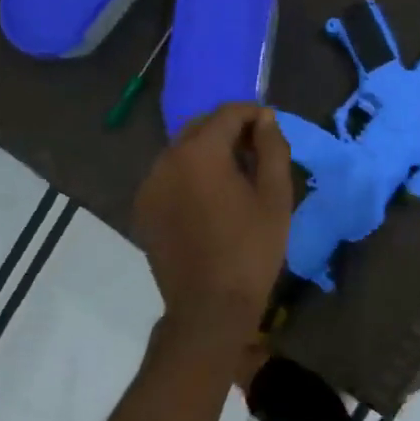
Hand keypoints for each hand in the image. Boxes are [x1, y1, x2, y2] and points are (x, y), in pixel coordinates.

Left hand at [133, 103, 292, 334]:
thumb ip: (272, 148)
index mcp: (200, 153)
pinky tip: (210, 200)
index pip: (227, 113)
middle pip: (200, 128)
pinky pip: (169, 177)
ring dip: (208, 153)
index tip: (271, 126)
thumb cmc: (252, 249)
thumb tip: (266, 119)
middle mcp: (166, 160)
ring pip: (181, 152)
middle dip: (229, 130)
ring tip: (235, 177)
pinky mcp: (143, 210)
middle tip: (257, 151)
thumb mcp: (276, 196)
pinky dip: (190, 175)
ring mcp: (149, 186)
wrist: (210, 306)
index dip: (253, 113)